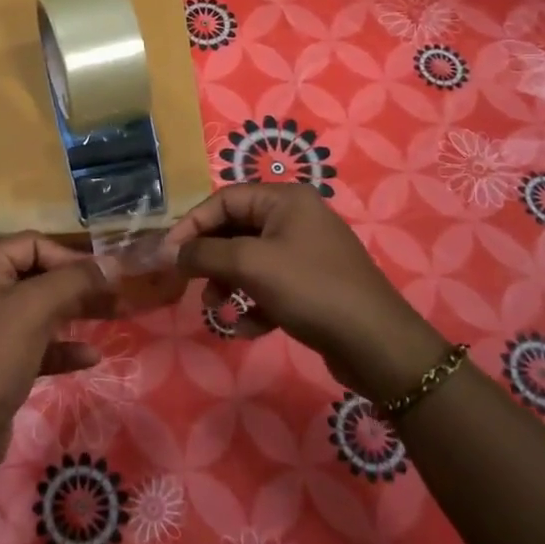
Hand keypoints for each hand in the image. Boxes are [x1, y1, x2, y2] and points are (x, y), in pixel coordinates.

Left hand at [0, 234, 114, 483]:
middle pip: (39, 276)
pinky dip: (63, 347)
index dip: (68, 256)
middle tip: (116, 295)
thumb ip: (76, 280)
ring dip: (76, 313)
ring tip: (113, 318)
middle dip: (78, 285)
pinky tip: (91, 357)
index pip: (32, 244)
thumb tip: (113, 263)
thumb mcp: (36, 308)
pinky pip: (38, 345)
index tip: (101, 276)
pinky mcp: (0, 363)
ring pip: (42, 311)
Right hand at [161, 184, 446, 397]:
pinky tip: (247, 328)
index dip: (192, 225)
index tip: (168, 255)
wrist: (376, 344)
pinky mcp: (312, 286)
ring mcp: (306, 253)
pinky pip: (269, 286)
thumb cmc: (310, 289)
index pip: (224, 200)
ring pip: (250, 261)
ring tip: (216, 309)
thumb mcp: (251, 265)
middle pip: (235, 229)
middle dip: (210, 259)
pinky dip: (253, 304)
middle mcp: (295, 218)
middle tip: (189, 284)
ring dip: (228, 284)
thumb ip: (205, 253)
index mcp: (285, 199)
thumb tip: (171, 252)